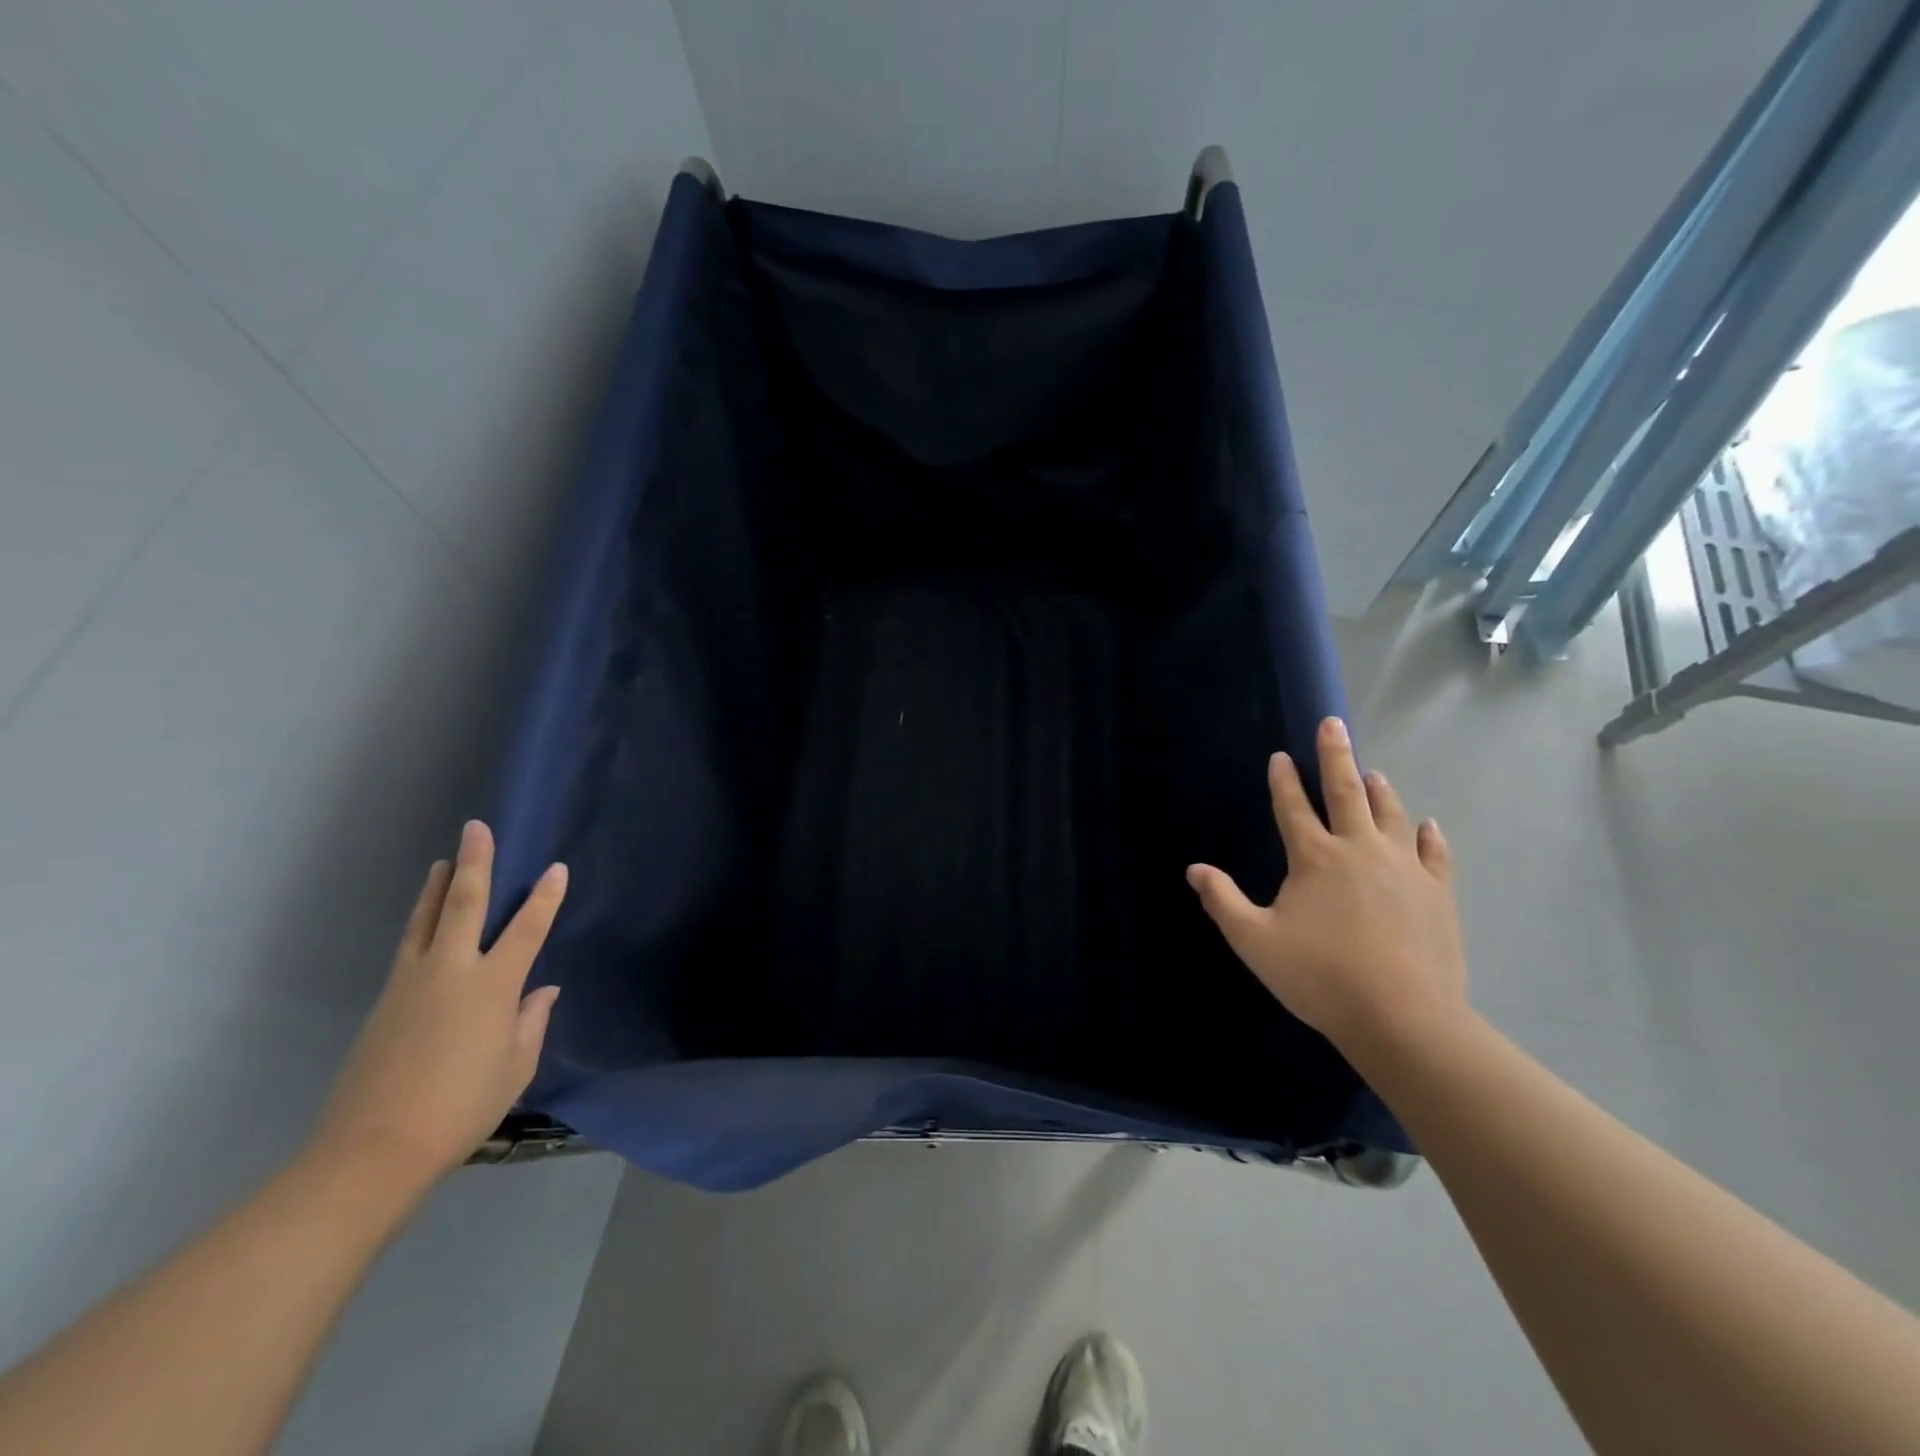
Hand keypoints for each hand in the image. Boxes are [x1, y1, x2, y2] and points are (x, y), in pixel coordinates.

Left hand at [309, 821, 566, 1187]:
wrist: (373, 1149)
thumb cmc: (462, 1107)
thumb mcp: (515, 1067)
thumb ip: (531, 1021)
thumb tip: (542, 990)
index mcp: (492, 986)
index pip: (527, 929)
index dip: (545, 897)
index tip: (556, 868)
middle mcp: (451, 972)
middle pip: (463, 905)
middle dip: (474, 864)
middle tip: (476, 828)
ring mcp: (411, 983)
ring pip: (424, 920)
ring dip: (437, 886)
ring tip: (443, 861)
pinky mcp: (384, 1001)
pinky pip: (408, 947)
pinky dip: (419, 923)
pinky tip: (424, 923)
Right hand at [1186, 717, 1466, 1055]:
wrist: (1403, 1018)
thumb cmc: (1320, 976)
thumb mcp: (1254, 941)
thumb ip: (1223, 901)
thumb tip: (1194, 869)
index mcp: (1314, 858)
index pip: (1293, 807)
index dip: (1283, 780)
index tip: (1280, 756)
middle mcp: (1359, 850)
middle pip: (1346, 792)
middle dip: (1336, 755)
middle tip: (1333, 724)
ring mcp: (1403, 868)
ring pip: (1390, 814)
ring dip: (1379, 789)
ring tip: (1373, 771)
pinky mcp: (1436, 892)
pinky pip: (1433, 852)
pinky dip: (1426, 834)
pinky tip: (1425, 825)